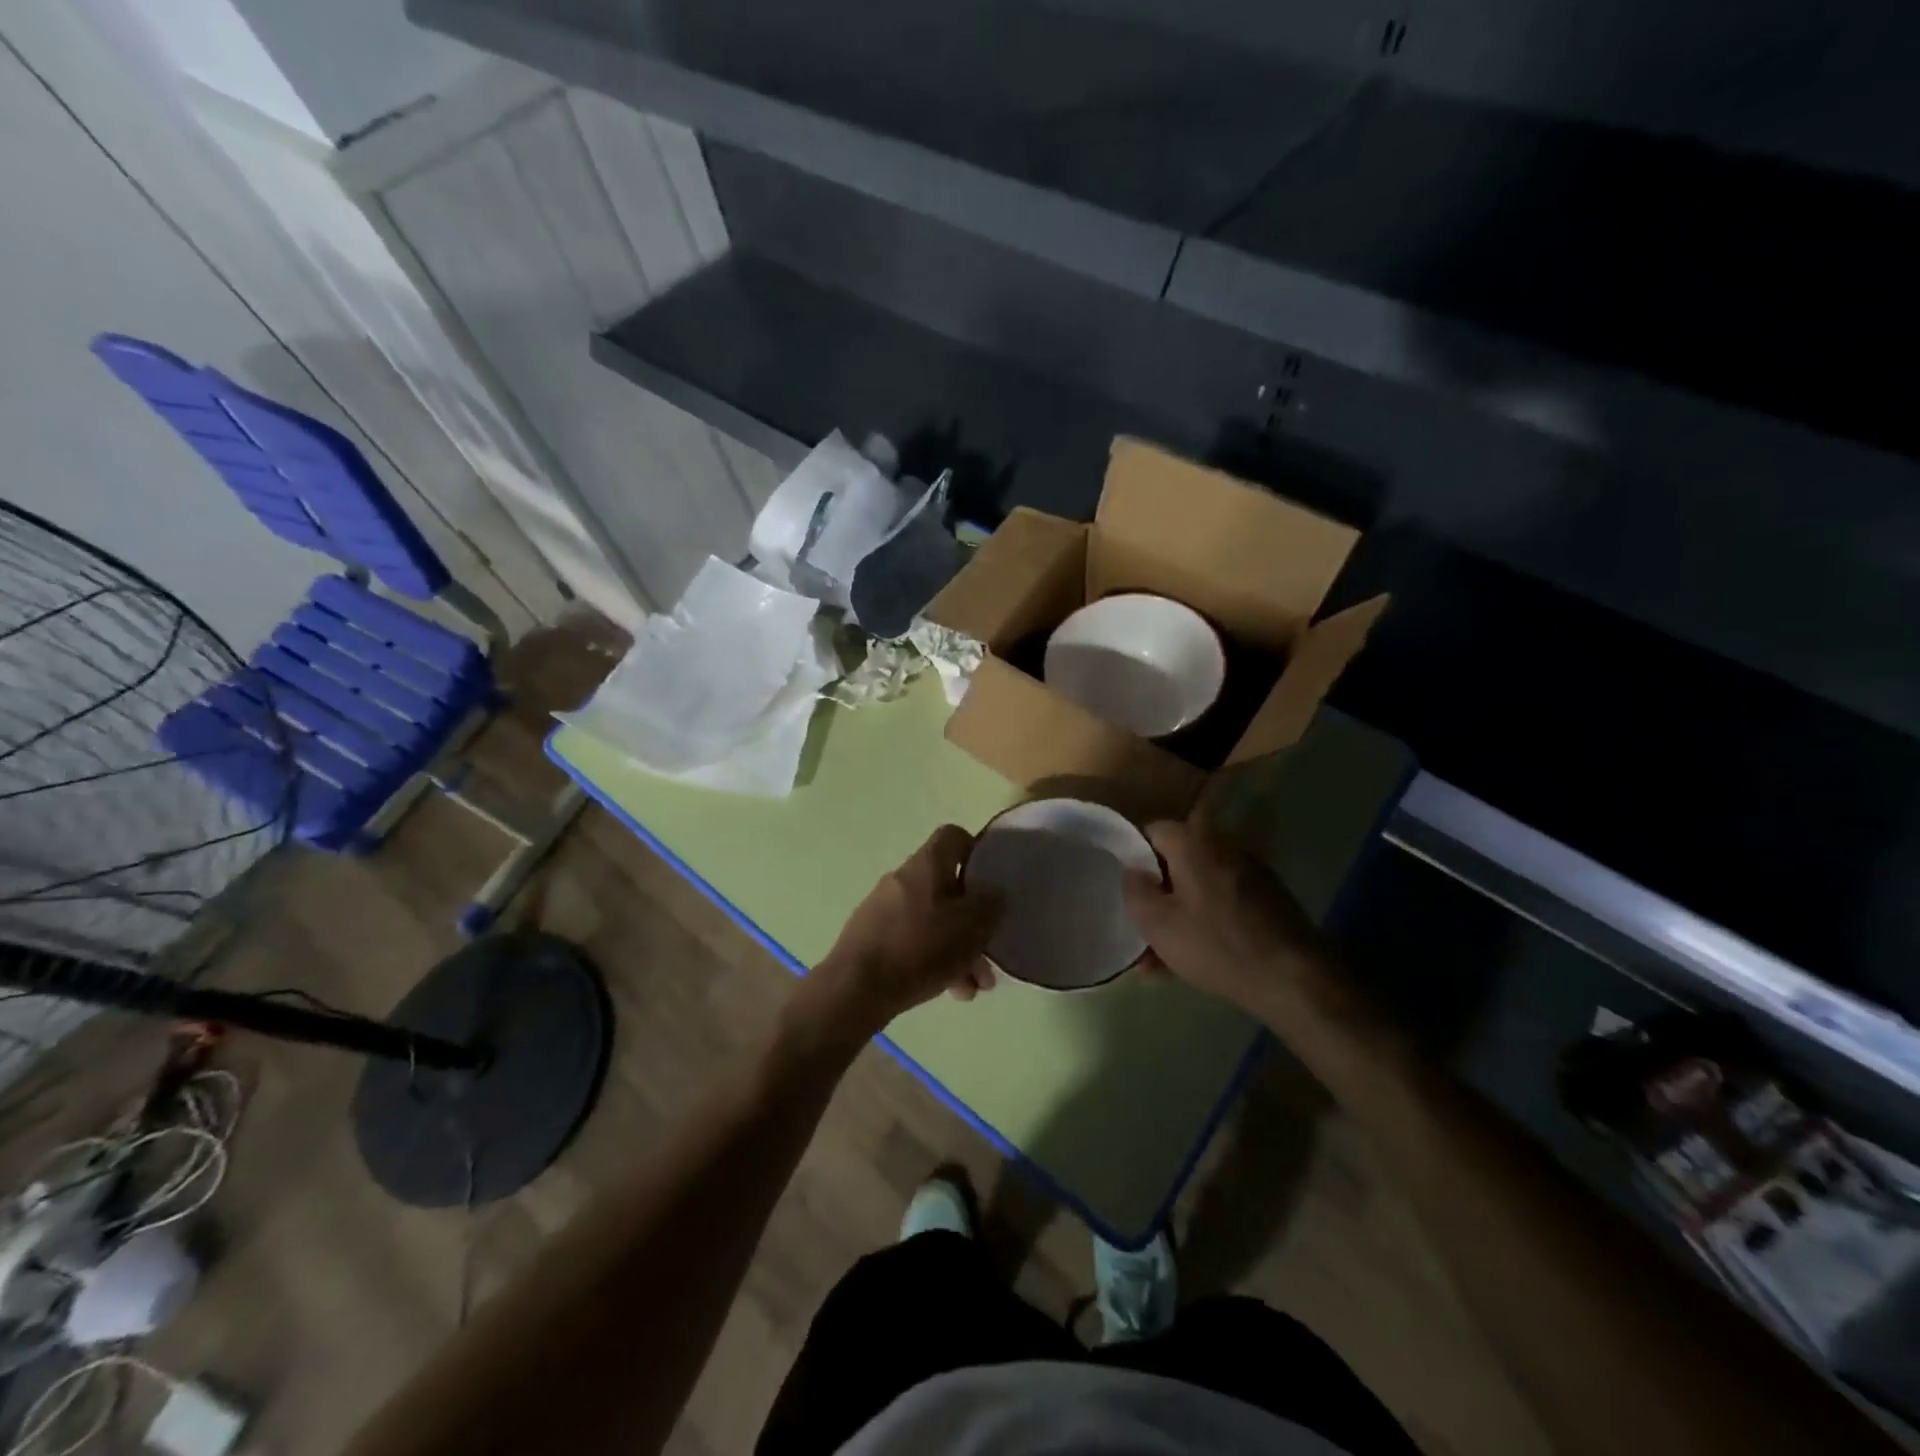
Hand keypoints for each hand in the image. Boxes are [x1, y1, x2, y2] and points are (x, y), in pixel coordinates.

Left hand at [795, 825, 1004, 1043]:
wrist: (854, 989)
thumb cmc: (918, 949)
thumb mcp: (969, 928)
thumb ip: (989, 906)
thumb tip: (994, 892)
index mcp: (926, 865)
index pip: (953, 836)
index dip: (976, 852)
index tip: (992, 881)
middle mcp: (902, 879)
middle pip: (947, 888)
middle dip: (972, 923)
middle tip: (989, 955)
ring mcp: (884, 908)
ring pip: (933, 920)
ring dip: (958, 950)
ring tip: (972, 988)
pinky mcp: (873, 937)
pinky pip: (914, 941)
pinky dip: (934, 960)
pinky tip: (948, 991)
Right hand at [1121, 820, 1324, 1014]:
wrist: (1294, 979)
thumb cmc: (1216, 945)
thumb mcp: (1158, 924)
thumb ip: (1135, 890)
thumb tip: (1131, 869)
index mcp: (1194, 844)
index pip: (1153, 830)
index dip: (1134, 855)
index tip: (1126, 886)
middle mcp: (1224, 847)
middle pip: (1178, 861)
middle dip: (1158, 893)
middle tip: (1142, 926)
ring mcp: (1251, 873)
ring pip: (1200, 888)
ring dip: (1179, 914)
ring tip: (1161, 959)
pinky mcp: (1269, 899)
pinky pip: (1223, 903)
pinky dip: (1206, 922)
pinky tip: (1194, 960)